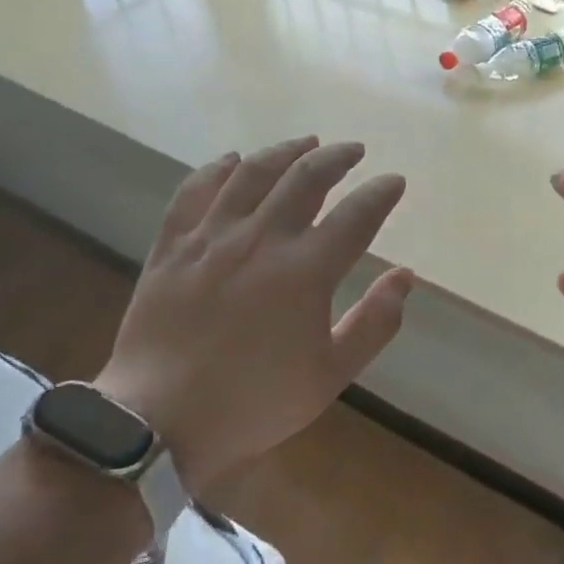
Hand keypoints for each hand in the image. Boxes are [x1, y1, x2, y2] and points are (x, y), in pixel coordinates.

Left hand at [96, 136, 412, 489]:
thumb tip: (404, 276)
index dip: (380, 193)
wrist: (159, 421)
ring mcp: (211, 239)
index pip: (356, 215)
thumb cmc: (254, 401)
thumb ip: (375, 323)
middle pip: (306, 178)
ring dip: (285, 151)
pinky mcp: (172, 247)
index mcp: (306, 271)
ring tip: (306, 142)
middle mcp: (261, 240)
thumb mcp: (331, 374)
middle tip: (354, 150)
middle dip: (337, 157)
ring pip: (252, 173)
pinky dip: (217, 169)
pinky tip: (232, 160)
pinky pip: (194, 192)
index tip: (394, 181)